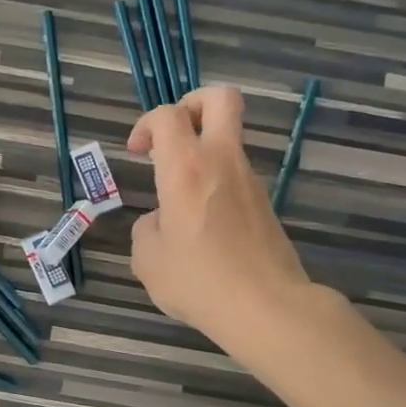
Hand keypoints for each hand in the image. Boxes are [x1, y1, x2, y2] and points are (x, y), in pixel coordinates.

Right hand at [127, 87, 313, 353]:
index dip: (146, 123)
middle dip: (193, 103)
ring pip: (230, 138)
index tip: (137, 151)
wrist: (268, 308)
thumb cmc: (200, 281)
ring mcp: (250, 180)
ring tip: (181, 195)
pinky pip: (236, 174)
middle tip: (173, 134)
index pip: (168, 115)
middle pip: (221, 98)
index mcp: (186, 168)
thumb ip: (147, 229)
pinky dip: (216, 182)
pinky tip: (203, 224)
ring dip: (203, 150)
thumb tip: (163, 220)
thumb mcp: (148, 260)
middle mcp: (222, 161)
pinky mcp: (265, 203)